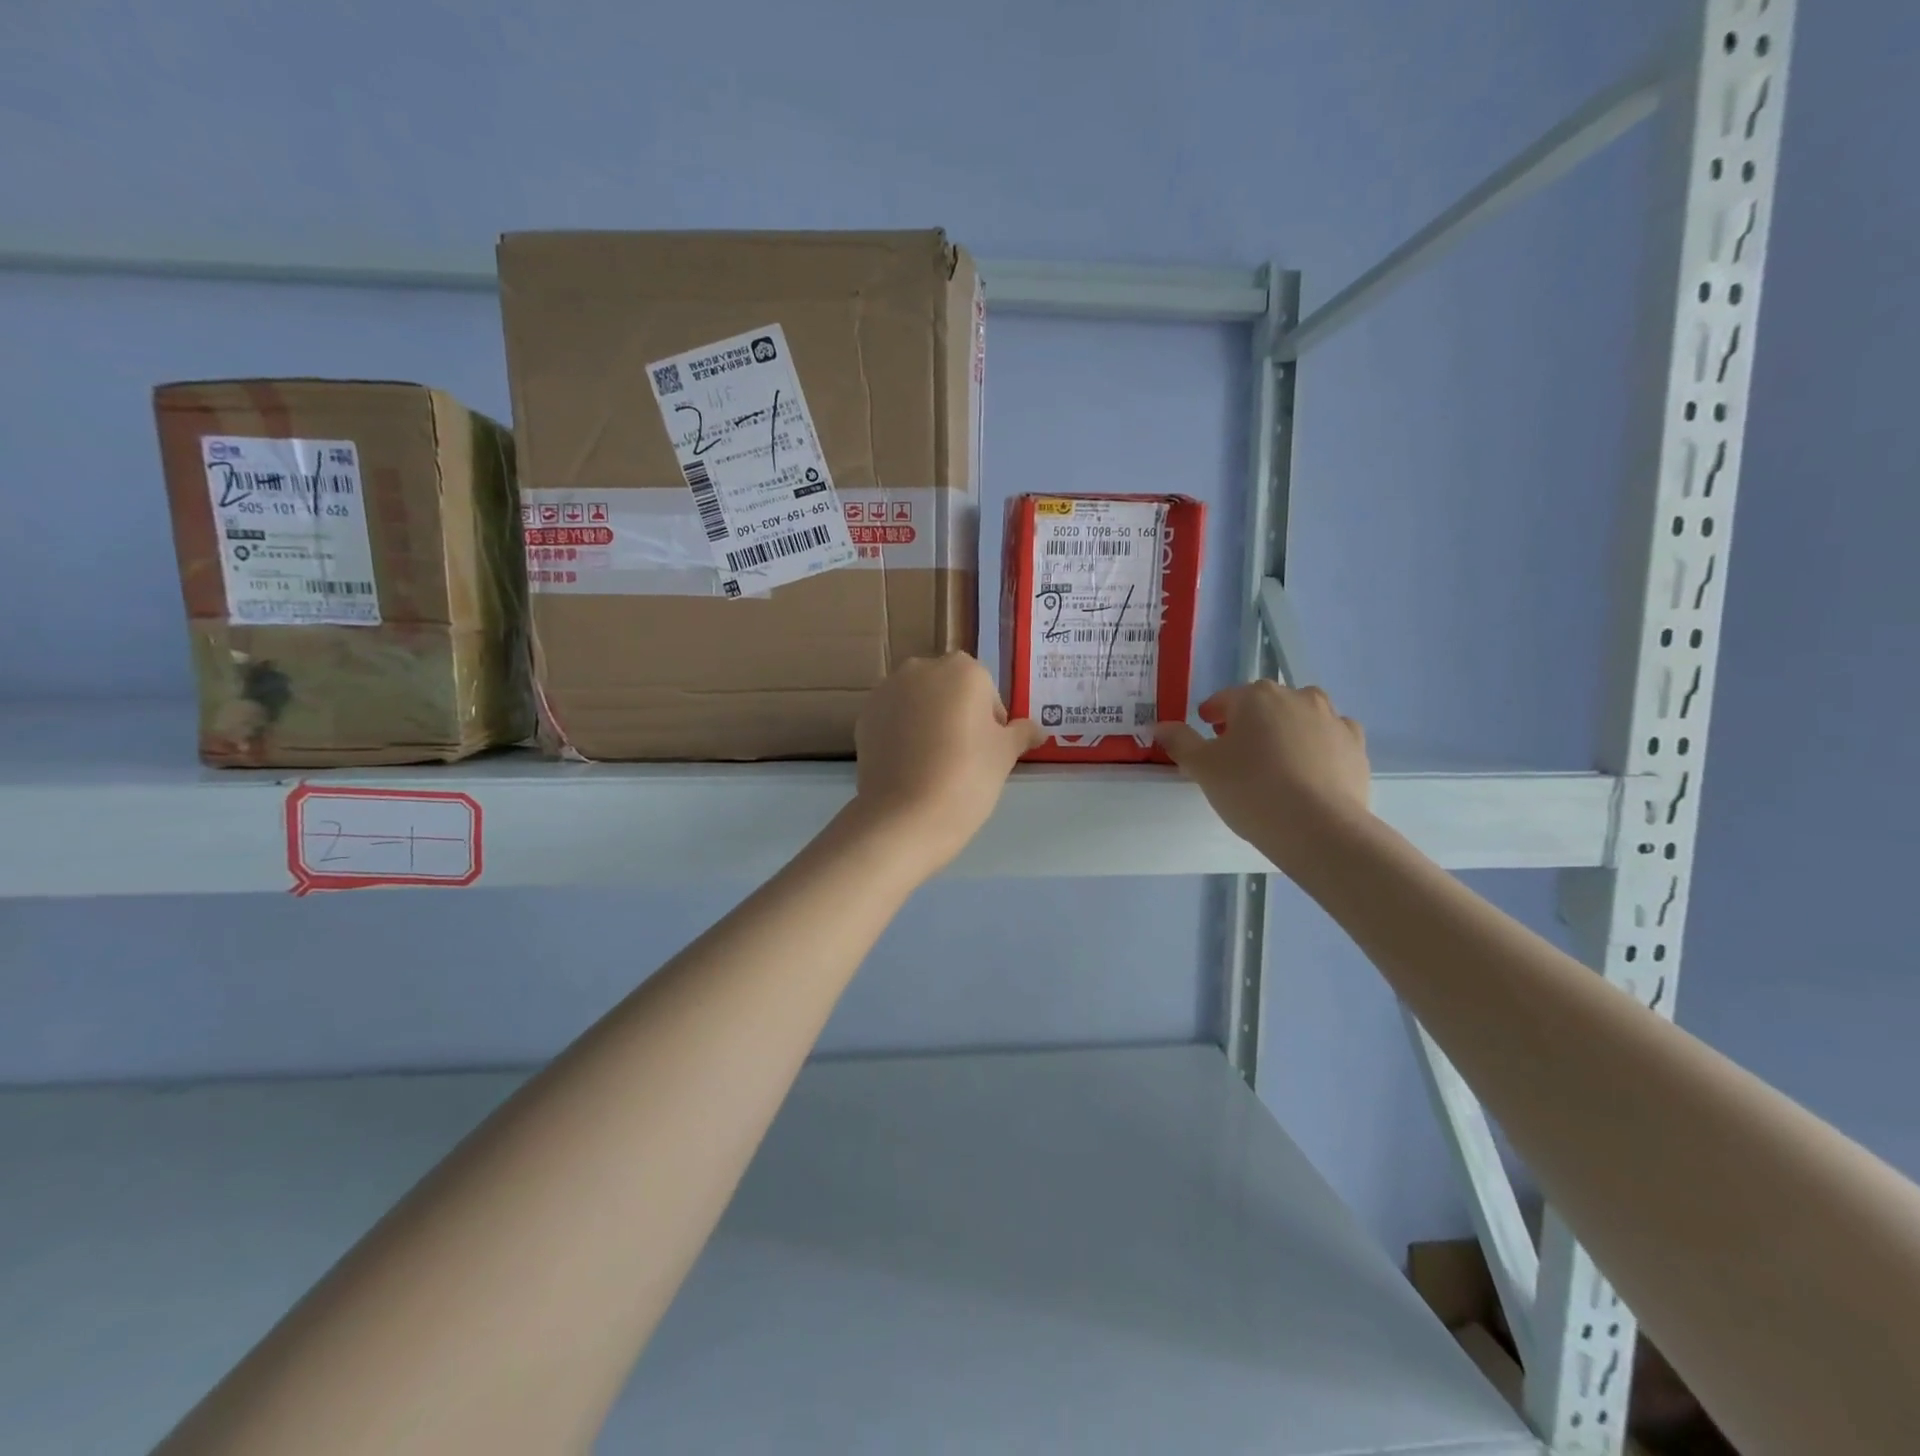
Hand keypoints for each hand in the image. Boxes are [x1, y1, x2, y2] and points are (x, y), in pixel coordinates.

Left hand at [850, 653, 1042, 875]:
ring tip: (933, 763)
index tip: (988, 752)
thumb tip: (1036, 729)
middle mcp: (922, 669)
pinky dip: (902, 733)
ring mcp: (888, 690)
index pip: (986, 691)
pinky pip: (893, 718)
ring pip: (918, 701)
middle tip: (963, 757)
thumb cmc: (967, 777)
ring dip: (927, 721)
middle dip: (957, 714)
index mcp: (963, 670)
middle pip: (949, 689)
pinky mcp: (865, 715)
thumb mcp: (1005, 755)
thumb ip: (1021, 733)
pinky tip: (908, 765)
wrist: (905, 815)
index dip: (990, 722)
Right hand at [1156, 682, 1371, 873]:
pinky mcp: (1356, 745)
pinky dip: (1318, 747)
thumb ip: (1180, 742)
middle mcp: (1297, 697)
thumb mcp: (1202, 768)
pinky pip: (1330, 738)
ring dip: (1286, 730)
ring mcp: (1332, 719)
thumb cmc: (1250, 790)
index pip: (1225, 699)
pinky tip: (1309, 771)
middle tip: (1237, 753)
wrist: (1318, 828)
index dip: (1212, 715)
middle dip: (1250, 722)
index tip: (1206, 732)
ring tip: (1276, 762)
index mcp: (1256, 697)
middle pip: (1265, 704)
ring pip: (1301, 717)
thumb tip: (1161, 726)